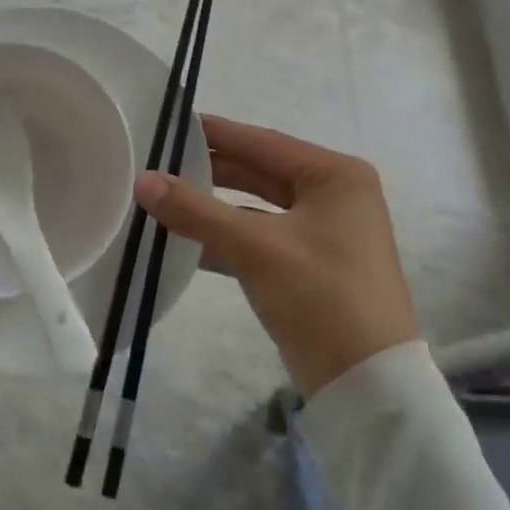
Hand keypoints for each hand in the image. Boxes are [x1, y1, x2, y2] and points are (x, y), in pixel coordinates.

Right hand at [134, 115, 416, 396]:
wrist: (367, 386)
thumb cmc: (322, 297)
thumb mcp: (256, 248)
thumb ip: (196, 211)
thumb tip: (142, 181)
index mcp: (335, 175)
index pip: (261, 142)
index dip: (213, 133)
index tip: (167, 123)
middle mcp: (334, 195)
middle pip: (258, 173)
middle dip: (209, 171)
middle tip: (157, 162)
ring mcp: (323, 232)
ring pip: (256, 207)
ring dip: (213, 207)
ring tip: (162, 199)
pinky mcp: (310, 265)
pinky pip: (260, 237)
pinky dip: (226, 238)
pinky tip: (185, 242)